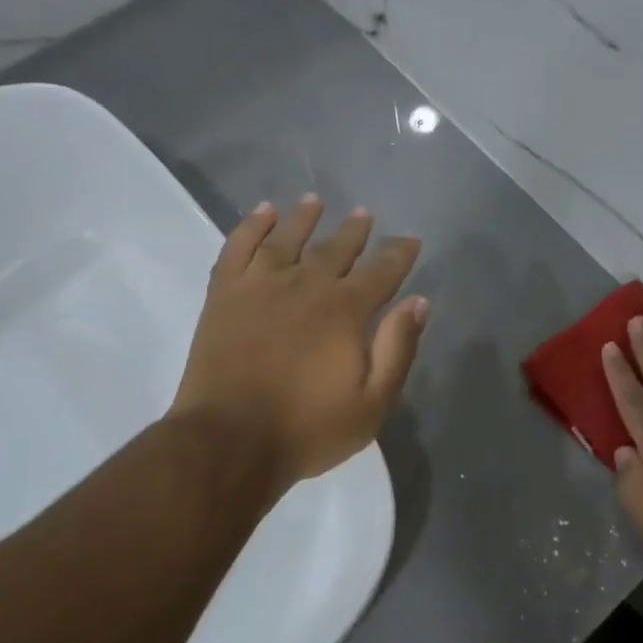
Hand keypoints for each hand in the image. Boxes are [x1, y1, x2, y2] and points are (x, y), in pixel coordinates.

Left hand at [172, 197, 427, 485]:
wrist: (229, 441)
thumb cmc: (307, 428)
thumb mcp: (371, 404)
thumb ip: (397, 349)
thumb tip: (418, 302)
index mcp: (345, 311)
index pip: (381, 271)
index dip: (399, 253)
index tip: (411, 239)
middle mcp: (306, 286)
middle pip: (336, 249)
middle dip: (354, 231)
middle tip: (364, 214)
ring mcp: (260, 285)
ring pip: (287, 238)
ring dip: (304, 218)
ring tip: (314, 201)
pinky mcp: (224, 294)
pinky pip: (238, 247)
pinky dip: (251, 226)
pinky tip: (263, 213)